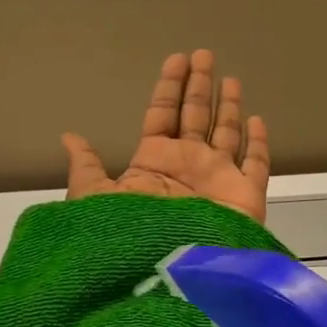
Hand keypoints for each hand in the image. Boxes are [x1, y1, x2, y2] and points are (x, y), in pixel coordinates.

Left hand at [63, 50, 271, 223]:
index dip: (168, 87)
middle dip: (199, 86)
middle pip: (195, 116)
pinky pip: (255, 164)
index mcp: (153, 163)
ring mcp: (218, 179)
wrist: (168, 271)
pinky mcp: (245, 195)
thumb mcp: (95, 199)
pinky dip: (258, 143)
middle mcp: (187, 166)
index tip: (176, 59)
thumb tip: (69, 137)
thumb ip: (88, 168)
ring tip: (230, 78)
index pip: (162, 114)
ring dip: (227, 106)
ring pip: (225, 134)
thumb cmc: (130, 231)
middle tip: (204, 54)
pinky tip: (256, 120)